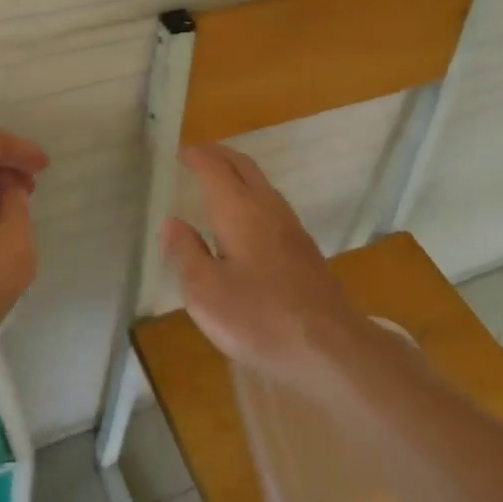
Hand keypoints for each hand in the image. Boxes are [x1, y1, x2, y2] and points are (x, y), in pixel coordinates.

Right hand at [163, 145, 369, 389]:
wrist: (331, 349)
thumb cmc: (259, 318)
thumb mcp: (205, 292)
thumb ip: (186, 253)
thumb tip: (171, 222)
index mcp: (239, 210)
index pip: (215, 168)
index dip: (196, 156)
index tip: (180, 152)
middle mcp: (267, 208)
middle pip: (243, 167)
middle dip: (220, 155)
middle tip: (198, 155)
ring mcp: (291, 228)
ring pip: (261, 184)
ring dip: (238, 173)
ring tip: (217, 180)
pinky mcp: (304, 250)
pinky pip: (271, 204)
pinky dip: (251, 195)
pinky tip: (245, 220)